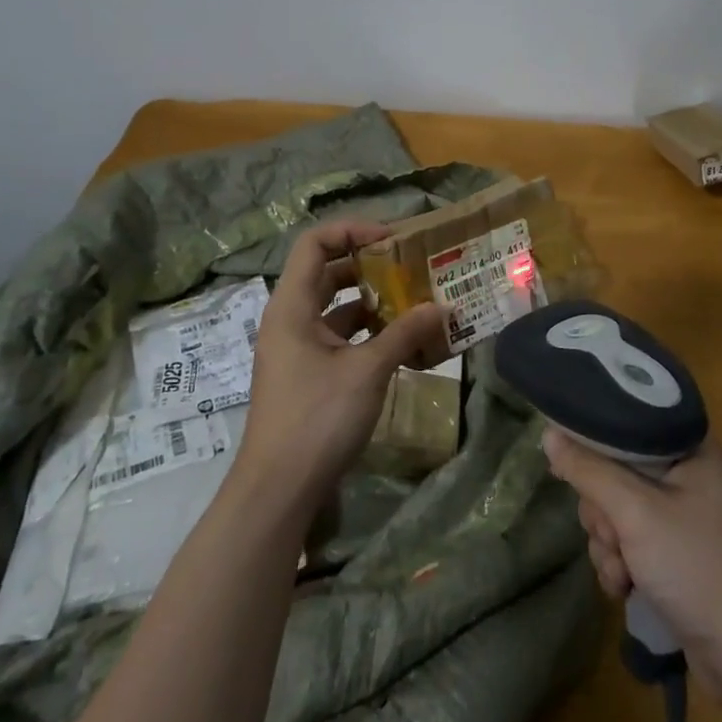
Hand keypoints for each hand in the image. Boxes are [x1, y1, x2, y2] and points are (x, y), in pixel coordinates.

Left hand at [234, 220, 448, 515]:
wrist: (278, 491)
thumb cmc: (317, 418)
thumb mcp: (367, 371)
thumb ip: (405, 333)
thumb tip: (443, 307)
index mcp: (291, 306)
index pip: (315, 243)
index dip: (352, 230)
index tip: (392, 239)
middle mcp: (290, 319)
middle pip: (328, 272)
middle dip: (370, 266)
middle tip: (411, 267)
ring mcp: (297, 348)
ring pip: (337, 307)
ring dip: (373, 302)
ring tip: (416, 302)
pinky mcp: (308, 374)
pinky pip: (340, 338)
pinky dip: (369, 333)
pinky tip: (403, 343)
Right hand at [543, 429, 721, 700]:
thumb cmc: (698, 567)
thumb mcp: (637, 514)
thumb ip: (591, 471)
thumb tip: (549, 434)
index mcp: (690, 445)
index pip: (628, 418)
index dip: (594, 438)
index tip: (569, 462)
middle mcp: (688, 472)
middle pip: (616, 468)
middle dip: (602, 510)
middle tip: (611, 534)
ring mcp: (683, 515)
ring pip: (618, 509)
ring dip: (608, 543)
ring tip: (621, 571)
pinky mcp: (676, 552)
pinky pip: (631, 541)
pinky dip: (621, 563)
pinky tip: (625, 588)